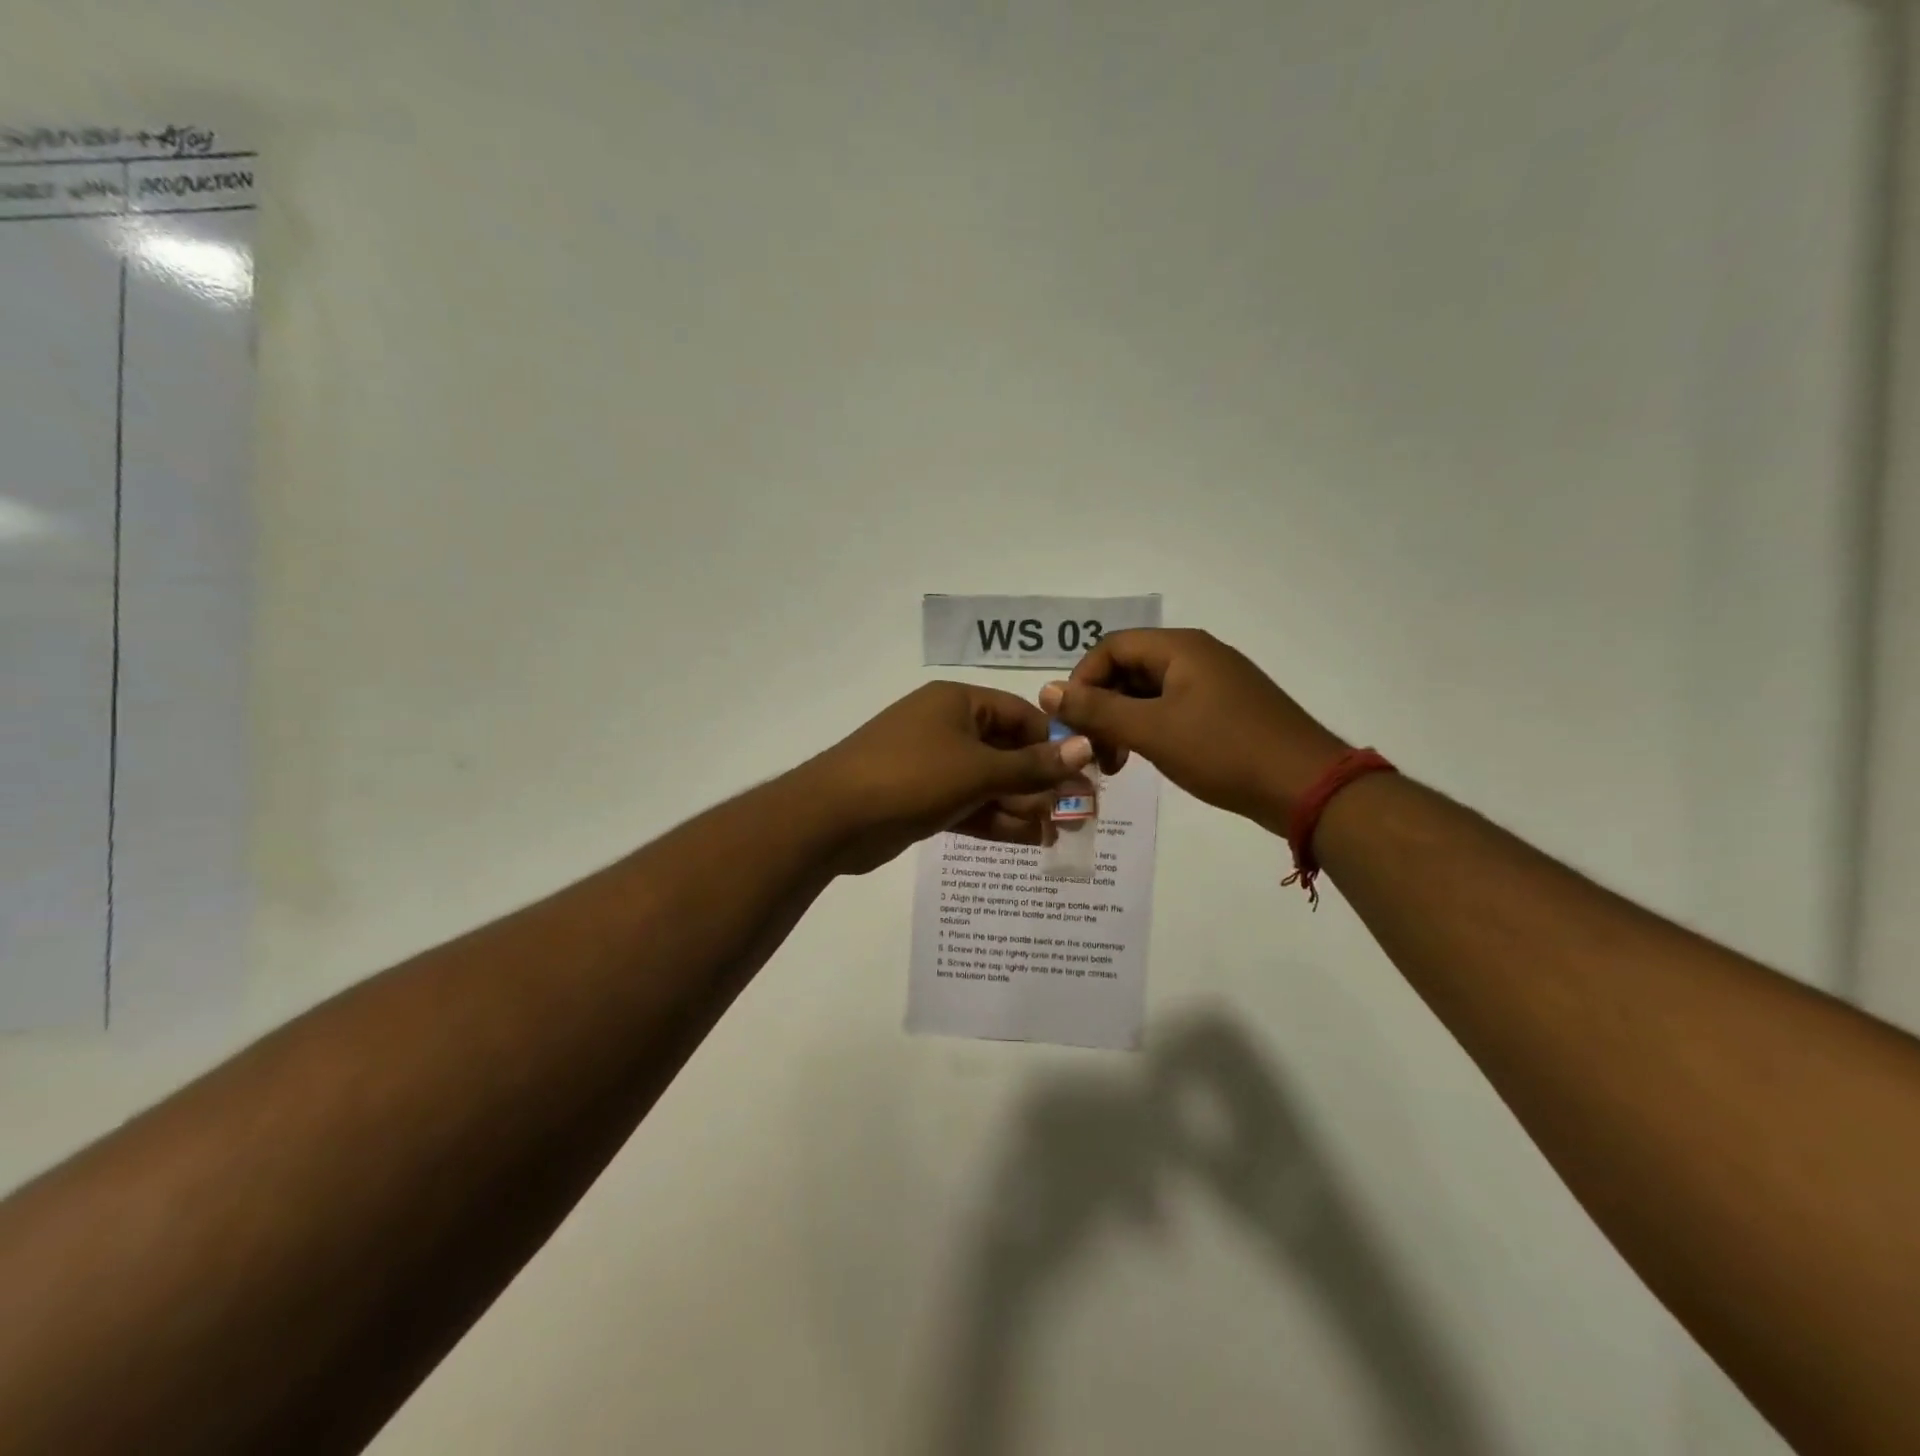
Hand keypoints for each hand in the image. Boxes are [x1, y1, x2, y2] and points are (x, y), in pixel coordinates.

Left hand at [804, 682, 1095, 874]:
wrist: (833, 818)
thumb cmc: (911, 777)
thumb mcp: (978, 770)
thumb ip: (1032, 765)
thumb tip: (1085, 747)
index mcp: (958, 703)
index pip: (1021, 715)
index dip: (1055, 743)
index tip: (1085, 773)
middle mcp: (947, 728)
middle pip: (1007, 752)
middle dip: (1042, 782)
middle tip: (1079, 813)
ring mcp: (933, 765)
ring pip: (990, 783)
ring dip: (1023, 806)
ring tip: (1061, 833)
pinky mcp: (923, 799)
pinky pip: (969, 805)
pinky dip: (996, 821)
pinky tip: (1030, 840)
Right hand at [1041, 629, 1346, 832]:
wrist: (1306, 786)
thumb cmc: (1224, 750)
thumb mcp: (1152, 730)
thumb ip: (1097, 710)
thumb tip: (1046, 691)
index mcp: (1180, 648)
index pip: (1111, 647)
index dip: (1082, 680)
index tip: (1070, 722)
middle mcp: (1197, 656)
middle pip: (1129, 668)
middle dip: (1101, 706)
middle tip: (1091, 749)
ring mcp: (1214, 683)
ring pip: (1149, 692)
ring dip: (1122, 722)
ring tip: (1114, 764)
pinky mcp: (1225, 710)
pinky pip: (1172, 709)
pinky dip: (1149, 730)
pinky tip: (1144, 759)